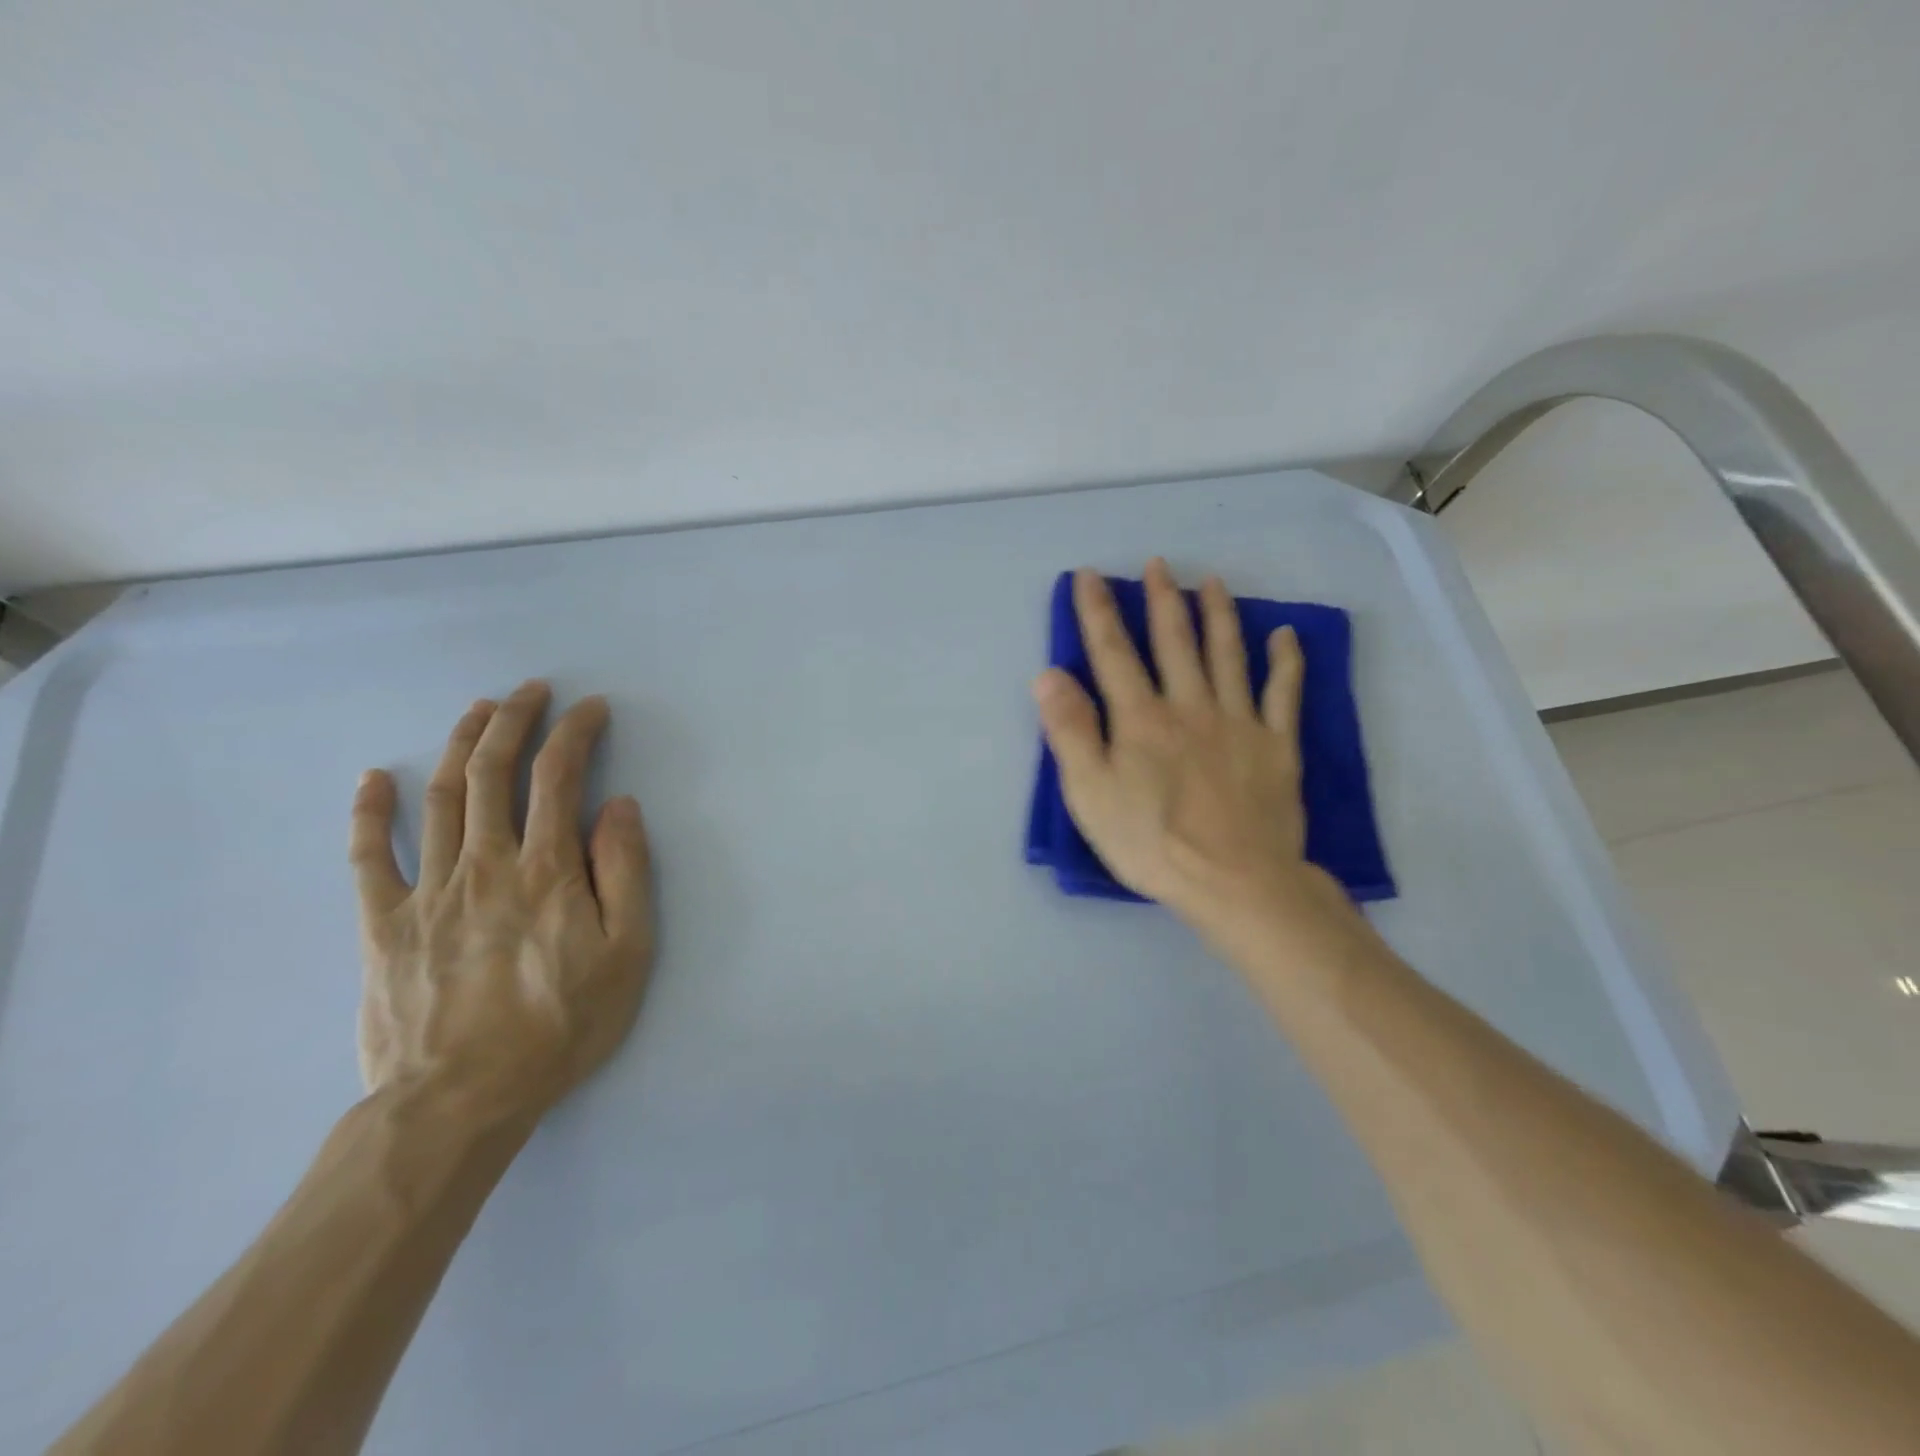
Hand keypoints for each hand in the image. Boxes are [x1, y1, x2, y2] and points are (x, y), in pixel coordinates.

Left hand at [349, 681, 653, 1123]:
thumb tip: (620, 807)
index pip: (559, 778)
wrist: (460, 1101)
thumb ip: (625, 873)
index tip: (589, 708)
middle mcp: (485, 864)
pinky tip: (372, 778)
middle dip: (513, 721)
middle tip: (529, 690)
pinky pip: (369, 857)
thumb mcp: (627, 953)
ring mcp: (427, 890)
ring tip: (475, 711)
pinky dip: (369, 812)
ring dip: (457, 745)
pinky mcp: (383, 924)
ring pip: (440, 799)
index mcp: (547, 870)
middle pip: (492, 773)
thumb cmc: (560, 1025)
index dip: (574, 733)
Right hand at [1034, 561, 1342, 932]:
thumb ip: (1069, 732)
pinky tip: (1285, 636)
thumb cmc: (1151, 843)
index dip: (1097, 611)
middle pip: (1174, 642)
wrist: (1234, 882)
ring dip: (1219, 615)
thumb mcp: (1090, 794)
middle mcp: (1189, 706)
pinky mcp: (1277, 745)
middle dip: (1163, 599)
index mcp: (1140, 718)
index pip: (1113, 653)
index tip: (1088, 576)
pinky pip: (1284, 694)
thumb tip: (1048, 675)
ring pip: (1228, 655)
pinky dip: (1285, 662)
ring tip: (1213, 582)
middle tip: (1159, 563)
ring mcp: (1238, 722)